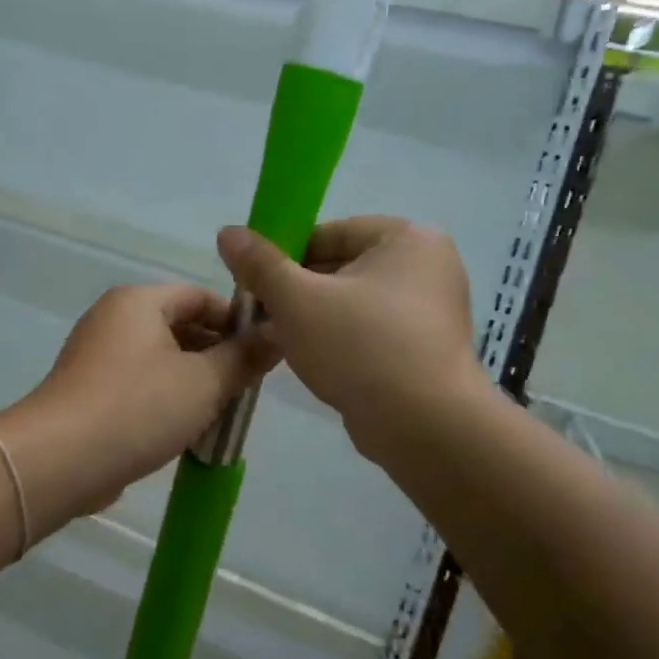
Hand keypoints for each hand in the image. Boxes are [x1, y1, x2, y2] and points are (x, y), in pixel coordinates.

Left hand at [0, 284, 274, 529]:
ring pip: (160, 361)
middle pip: (180, 328)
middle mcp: (113, 319)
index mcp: (139, 302)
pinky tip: (184, 432)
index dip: (236, 322)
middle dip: (216, 357)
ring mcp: (95, 356)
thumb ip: (244, 358)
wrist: (58, 461)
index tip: (263, 354)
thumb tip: (279, 334)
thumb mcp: (205, 382)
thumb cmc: (138, 408)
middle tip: (245, 389)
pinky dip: (164, 401)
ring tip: (221, 415)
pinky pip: (138, 386)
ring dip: (193, 384)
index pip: (200, 297)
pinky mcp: (87, 392)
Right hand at [216, 216, 485, 455]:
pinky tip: (312, 363)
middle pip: (343, 268)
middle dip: (298, 291)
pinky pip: (372, 333)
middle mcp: (429, 267)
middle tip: (262, 316)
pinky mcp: (426, 350)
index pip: (331, 233)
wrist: (424, 426)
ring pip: (354, 304)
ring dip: (314, 319)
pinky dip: (342, 342)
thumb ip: (260, 264)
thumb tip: (227, 232)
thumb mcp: (298, 300)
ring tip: (278, 341)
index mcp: (408, 239)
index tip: (257, 283)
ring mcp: (432, 311)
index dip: (286, 255)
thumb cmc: (361, 347)